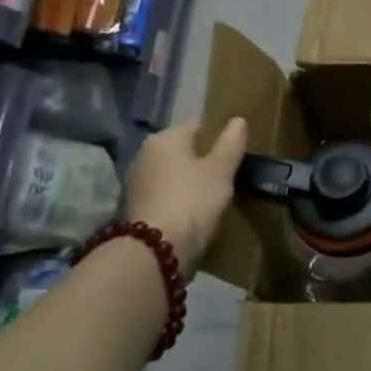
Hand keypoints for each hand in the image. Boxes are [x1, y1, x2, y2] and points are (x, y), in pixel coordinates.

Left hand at [124, 117, 247, 264]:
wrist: (155, 250)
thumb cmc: (192, 201)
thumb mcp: (221, 171)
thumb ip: (231, 143)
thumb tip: (238, 120)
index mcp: (165, 138)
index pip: (198, 125)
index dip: (219, 133)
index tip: (236, 147)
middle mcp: (144, 154)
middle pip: (182, 150)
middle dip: (202, 158)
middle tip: (228, 171)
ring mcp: (135, 182)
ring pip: (171, 173)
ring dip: (188, 179)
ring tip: (214, 192)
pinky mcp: (133, 208)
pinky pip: (163, 193)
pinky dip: (177, 197)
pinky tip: (193, 210)